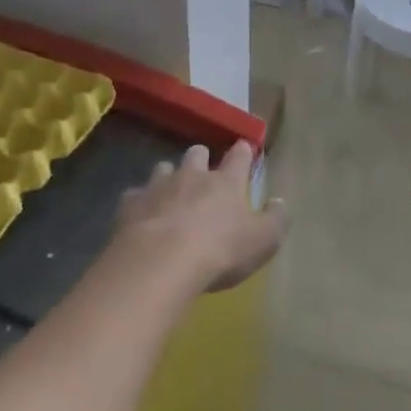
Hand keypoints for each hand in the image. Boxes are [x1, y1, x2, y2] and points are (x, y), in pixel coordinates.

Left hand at [116, 142, 286, 291]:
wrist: (160, 262)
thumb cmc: (219, 251)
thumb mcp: (261, 242)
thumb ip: (275, 220)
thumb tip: (280, 202)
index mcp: (226, 182)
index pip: (239, 157)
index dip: (242, 152)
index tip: (244, 148)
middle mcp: (192, 176)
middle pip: (197, 154)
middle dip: (201, 158)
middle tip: (203, 172)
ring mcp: (159, 186)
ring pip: (164, 168)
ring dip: (169, 177)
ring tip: (170, 193)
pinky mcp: (130, 204)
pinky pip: (135, 195)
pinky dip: (139, 203)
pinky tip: (140, 216)